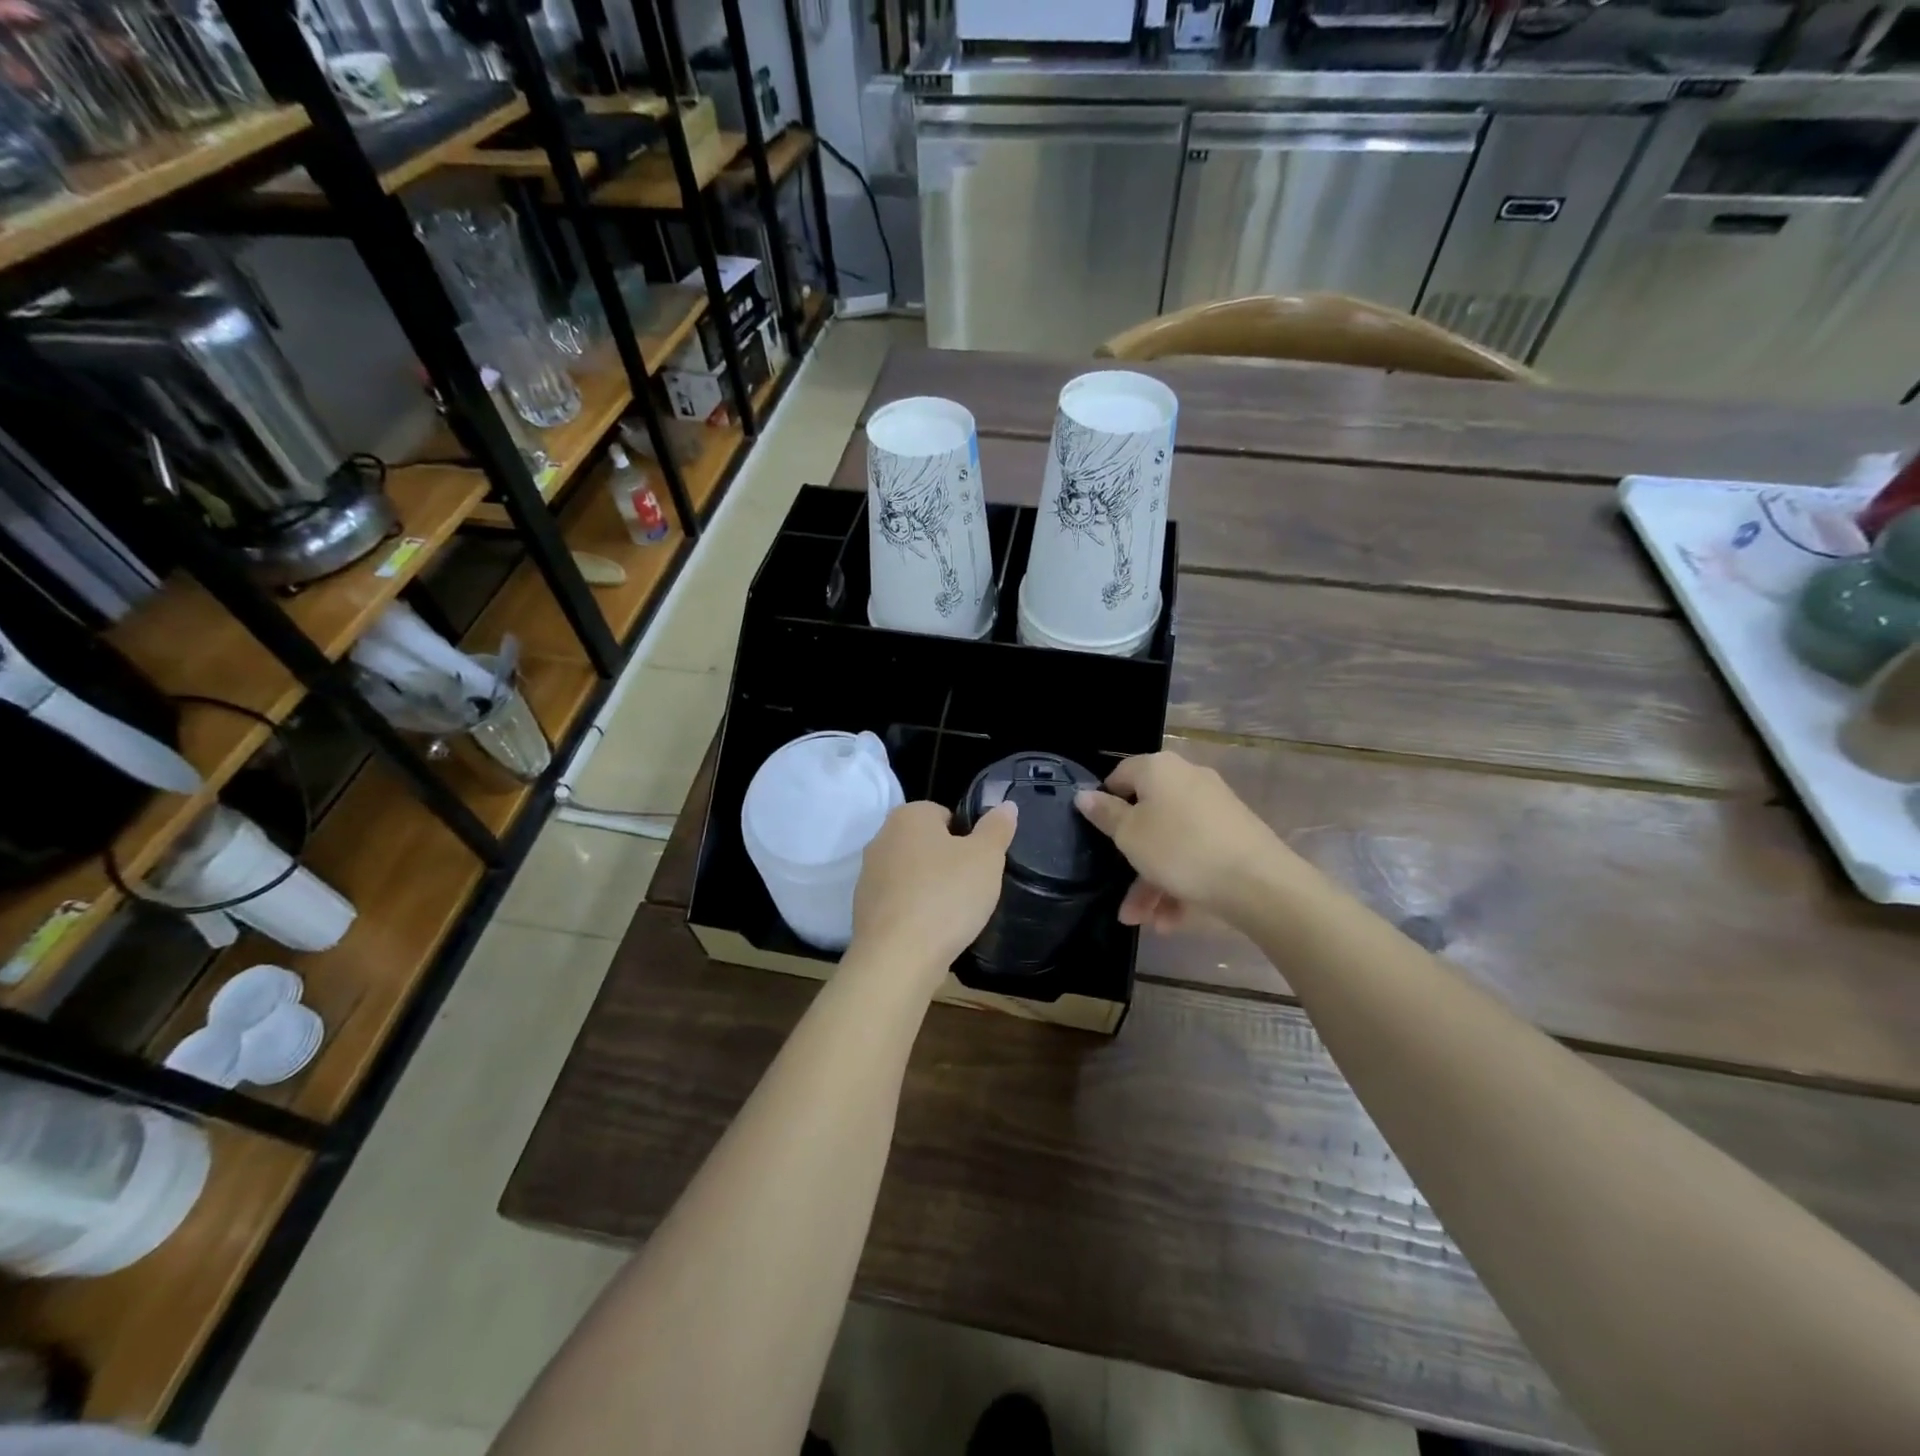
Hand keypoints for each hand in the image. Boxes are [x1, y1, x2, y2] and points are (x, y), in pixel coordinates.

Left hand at [849, 800, 1017, 979]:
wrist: (897, 958)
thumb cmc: (946, 896)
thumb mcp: (986, 858)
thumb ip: (997, 828)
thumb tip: (1006, 805)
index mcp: (908, 816)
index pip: (945, 814)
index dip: (968, 837)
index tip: (980, 864)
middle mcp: (882, 838)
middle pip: (927, 844)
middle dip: (949, 863)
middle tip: (972, 888)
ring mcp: (868, 876)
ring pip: (912, 874)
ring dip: (931, 888)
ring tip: (955, 914)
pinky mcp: (863, 910)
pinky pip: (900, 902)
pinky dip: (916, 912)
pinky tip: (932, 931)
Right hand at [1075, 752, 1296, 930]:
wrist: (1259, 883)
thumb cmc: (1180, 849)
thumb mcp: (1129, 834)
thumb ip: (1105, 814)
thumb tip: (1084, 795)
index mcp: (1160, 769)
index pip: (1120, 775)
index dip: (1104, 803)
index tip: (1096, 835)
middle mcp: (1188, 780)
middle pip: (1147, 815)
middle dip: (1130, 858)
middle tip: (1120, 891)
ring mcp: (1214, 809)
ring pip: (1171, 843)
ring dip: (1152, 882)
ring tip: (1142, 920)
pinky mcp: (1234, 836)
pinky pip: (1195, 856)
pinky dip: (1180, 883)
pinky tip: (1171, 921)